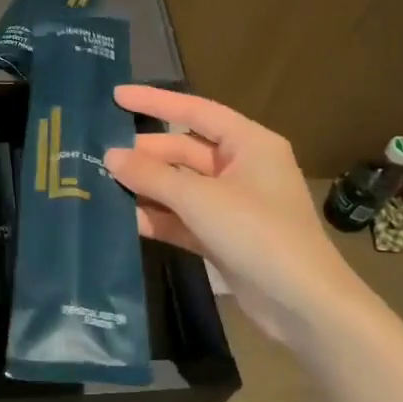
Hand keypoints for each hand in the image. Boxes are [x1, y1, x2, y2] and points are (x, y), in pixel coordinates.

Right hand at [104, 85, 361, 344]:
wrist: (303, 305)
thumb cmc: (258, 233)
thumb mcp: (201, 199)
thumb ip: (152, 176)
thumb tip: (110, 156)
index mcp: (249, 144)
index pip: (196, 111)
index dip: (155, 101)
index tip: (116, 96)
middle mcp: (242, 168)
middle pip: (184, 151)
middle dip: (145, 154)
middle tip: (99, 155)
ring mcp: (232, 205)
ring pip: (180, 186)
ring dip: (146, 187)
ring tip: (100, 185)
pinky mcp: (223, 238)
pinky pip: (183, 218)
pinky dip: (157, 218)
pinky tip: (122, 220)